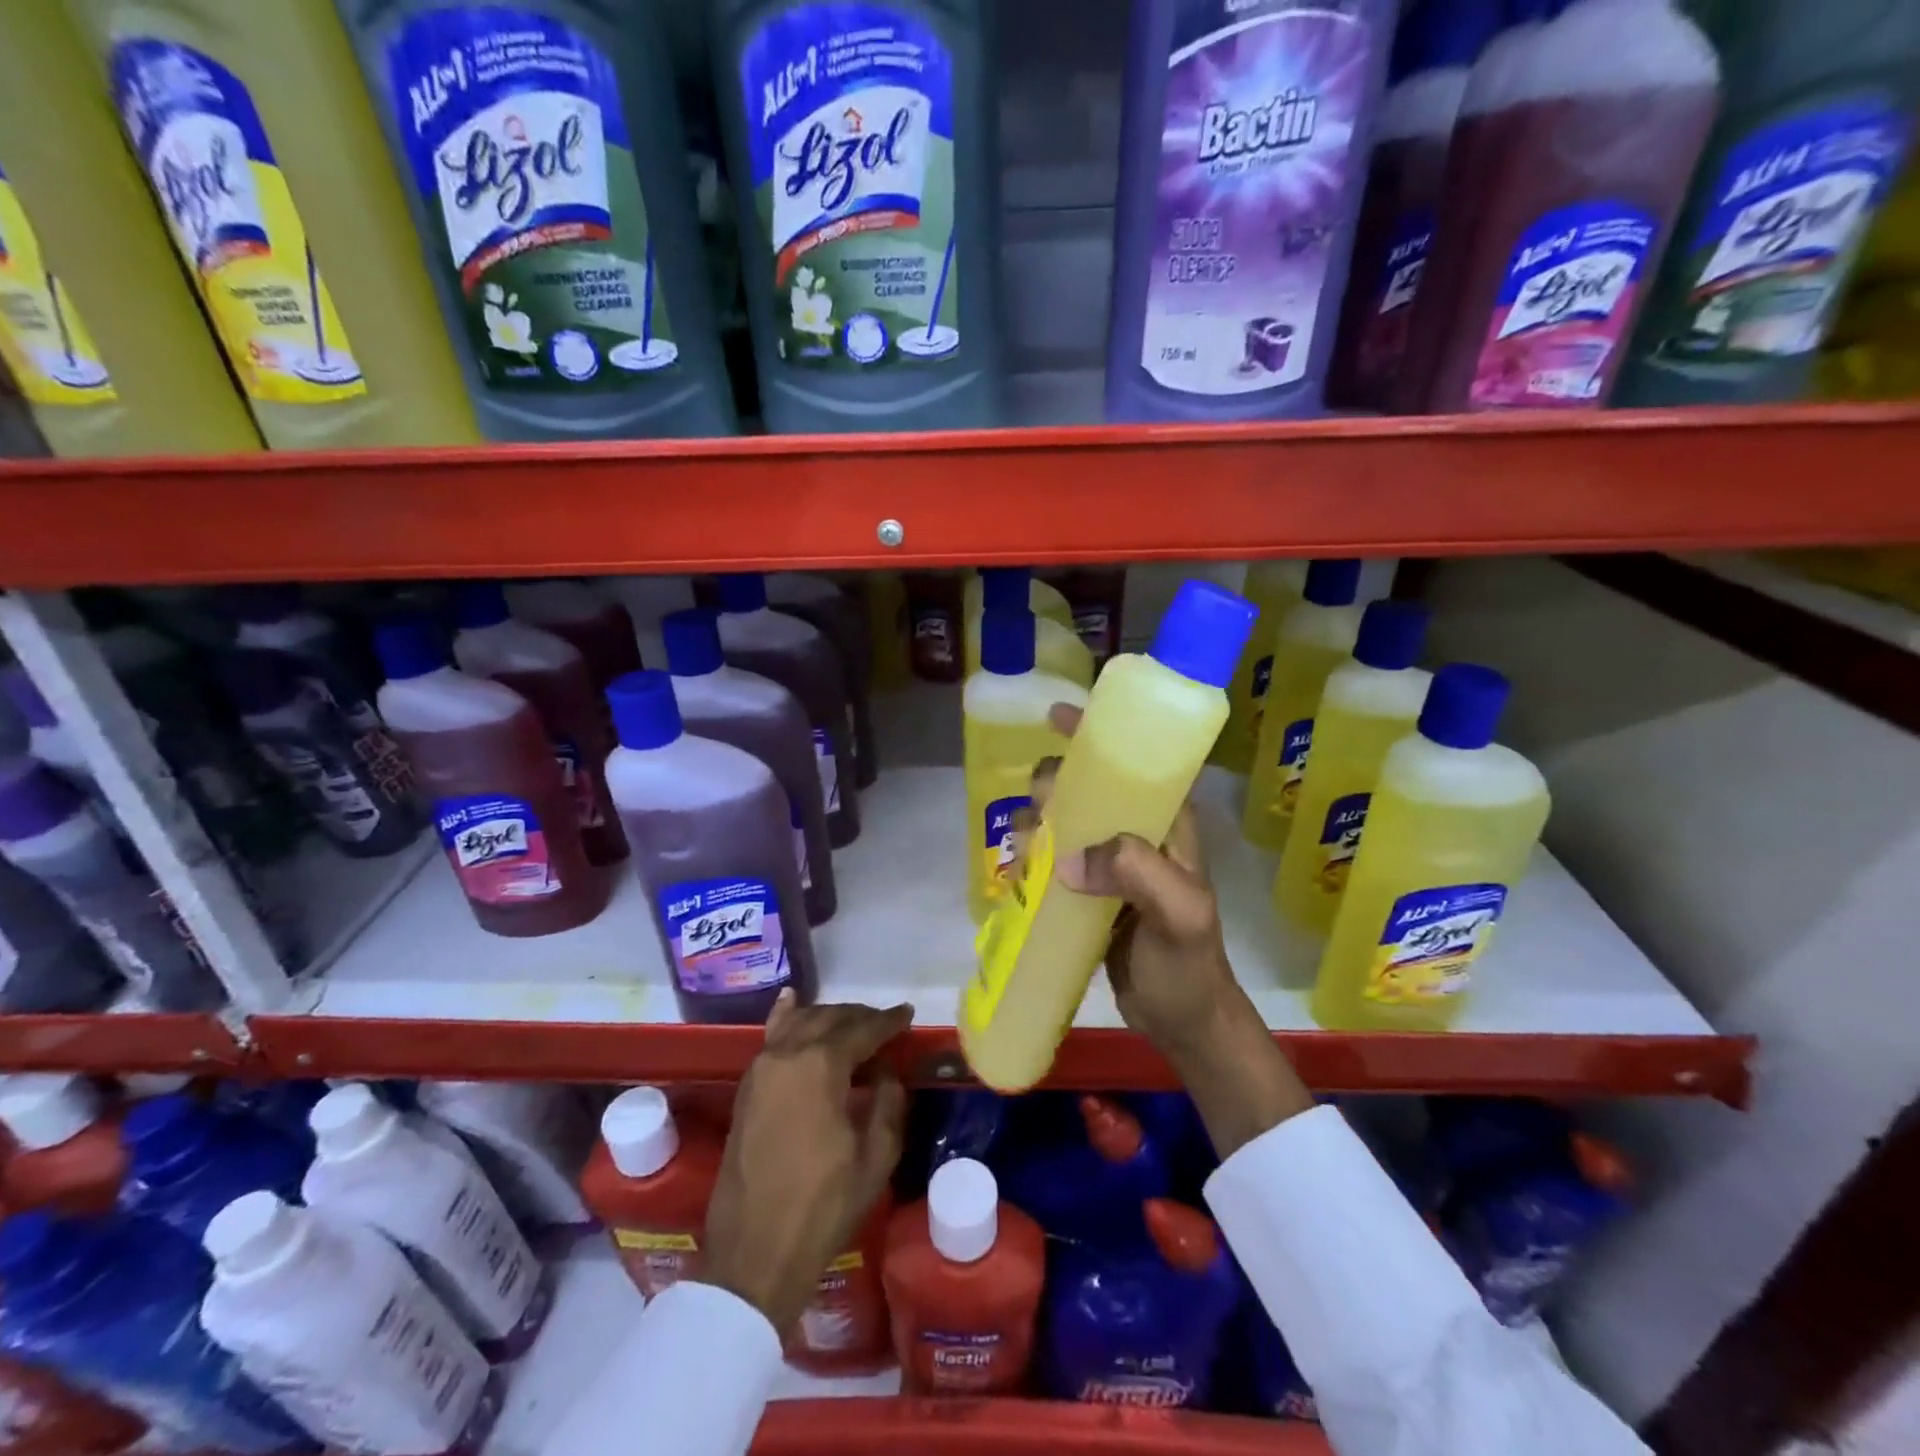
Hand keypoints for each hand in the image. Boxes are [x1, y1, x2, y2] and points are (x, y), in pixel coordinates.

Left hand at [702, 994, 911, 1333]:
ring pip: (799, 1022)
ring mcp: (761, 1068)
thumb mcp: (875, 1156)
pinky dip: (787, 1018)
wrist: (755, 1253)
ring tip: (851, 1023)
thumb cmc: (823, 1205)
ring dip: (828, 1017)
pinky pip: (771, 1038)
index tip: (908, 1014)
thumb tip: (885, 1072)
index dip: (889, 1021)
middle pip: (829, 1018)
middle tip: (885, 1024)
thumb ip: (887, 1102)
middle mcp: (788, 1053)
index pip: (862, 1029)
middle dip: (859, 1017)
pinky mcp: (746, 1088)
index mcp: (822, 1064)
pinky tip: (792, 1003)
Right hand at [1033, 704, 1313, 1155]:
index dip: (1098, 732)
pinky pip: (1054, 858)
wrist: (1182, 1022)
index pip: (1136, 760)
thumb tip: (1066, 861)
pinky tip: (1016, 870)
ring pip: (1064, 820)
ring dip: (1036, 822)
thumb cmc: (1188, 965)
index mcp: (1167, 822)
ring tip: (1023, 849)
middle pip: (1087, 785)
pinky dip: (1032, 856)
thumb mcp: (1178, 915)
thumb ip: (1136, 873)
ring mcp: (1111, 863)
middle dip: (1054, 784)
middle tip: (1037, 813)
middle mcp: (1137, 832)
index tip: (1057, 718)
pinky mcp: (1089, 891)